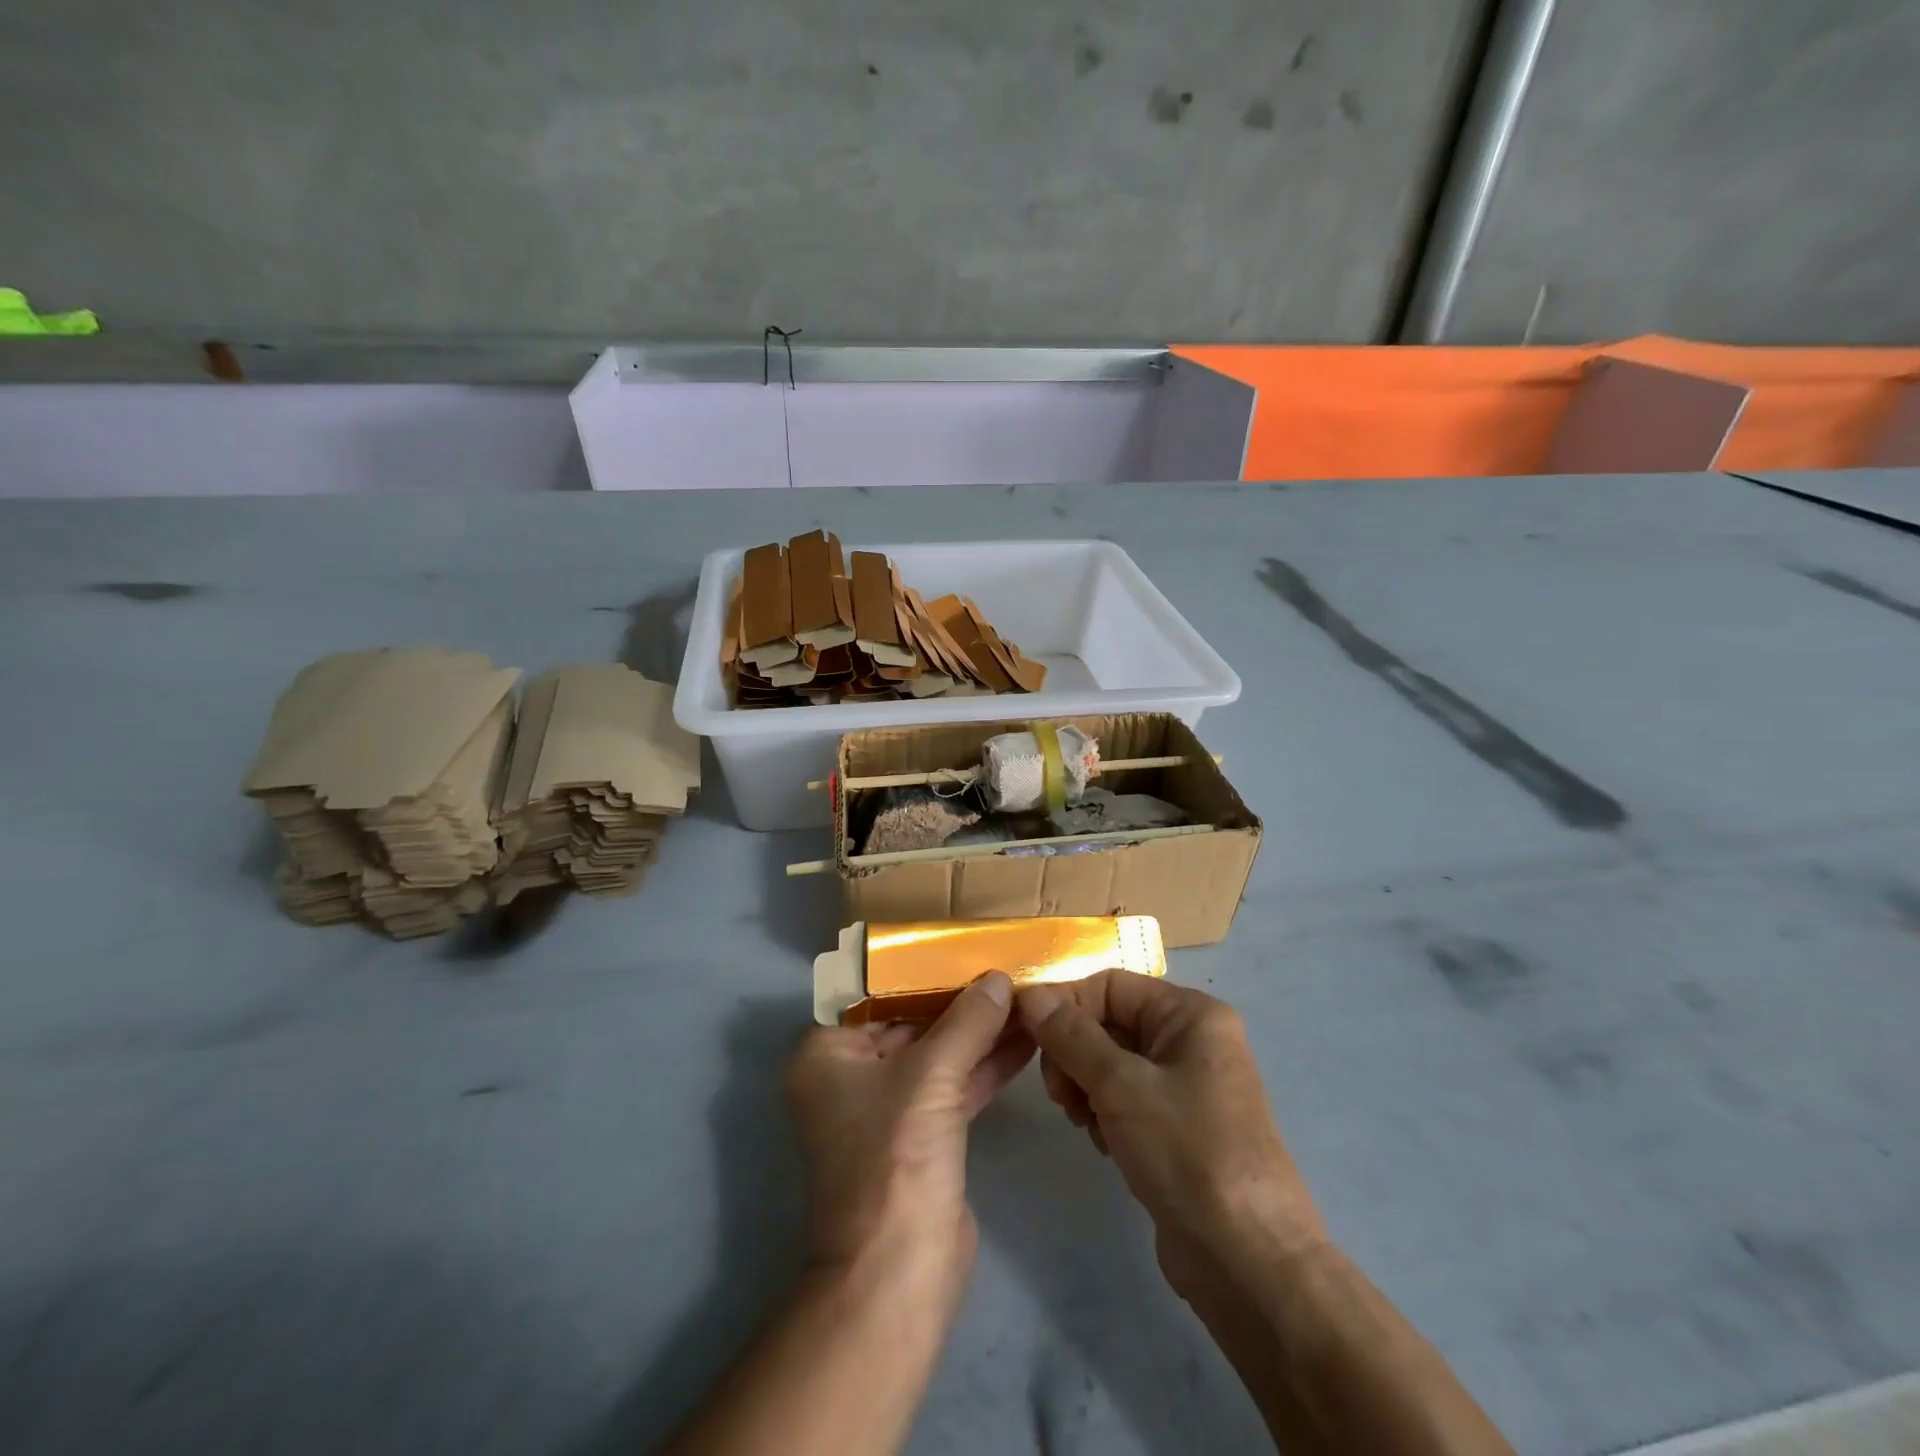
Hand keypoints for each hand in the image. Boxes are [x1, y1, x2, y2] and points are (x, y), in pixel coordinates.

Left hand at [785, 973, 1034, 1291]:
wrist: (898, 1273)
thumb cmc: (894, 1157)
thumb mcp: (930, 1075)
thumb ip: (967, 1021)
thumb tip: (999, 978)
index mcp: (827, 1054)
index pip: (875, 995)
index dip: (919, 970)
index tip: (962, 945)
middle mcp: (852, 1075)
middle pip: (911, 1022)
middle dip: (959, 1001)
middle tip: (1005, 967)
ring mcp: (889, 1107)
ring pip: (938, 1054)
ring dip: (980, 1031)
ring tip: (1026, 996)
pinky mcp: (923, 1135)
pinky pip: (954, 1085)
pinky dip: (986, 1065)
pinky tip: (1026, 1040)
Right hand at [1018, 974, 1326, 1305]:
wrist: (1249, 1263)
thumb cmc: (1187, 1153)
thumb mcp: (1120, 1085)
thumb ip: (1070, 1035)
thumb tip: (1030, 994)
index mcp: (1191, 1014)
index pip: (1110, 985)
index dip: (1066, 1005)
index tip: (1028, 1039)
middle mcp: (1192, 1040)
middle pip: (1109, 1022)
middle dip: (1074, 1052)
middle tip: (1058, 1095)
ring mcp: (1187, 1085)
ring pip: (1112, 1062)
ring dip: (1085, 1085)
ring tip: (1081, 1120)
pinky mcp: (1178, 1127)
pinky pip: (1126, 1098)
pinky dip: (1104, 1112)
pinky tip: (1102, 1142)